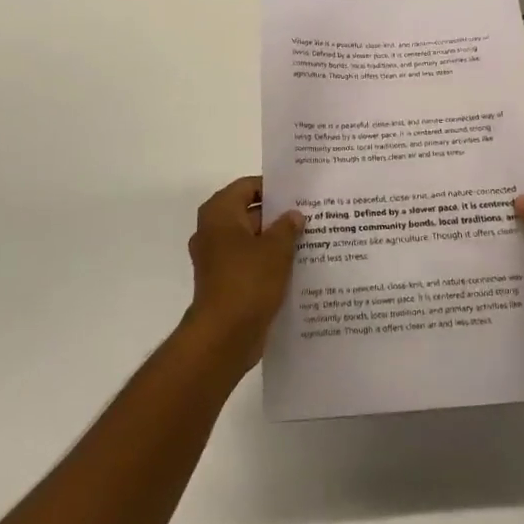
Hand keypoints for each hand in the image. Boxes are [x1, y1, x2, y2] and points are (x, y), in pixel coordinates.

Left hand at [184, 176, 302, 371]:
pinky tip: (296, 267)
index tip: (300, 193)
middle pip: (249, 212)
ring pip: (251, 240)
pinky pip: (249, 262)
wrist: (224, 337)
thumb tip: (294, 215)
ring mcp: (217, 258)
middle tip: (311, 216)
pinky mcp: (224, 282)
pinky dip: (268, 262)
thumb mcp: (275, 249)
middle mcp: (213, 231)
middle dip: (278, 215)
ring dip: (275, 241)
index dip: (274, 188)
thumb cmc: (248, 282)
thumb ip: (287, 227)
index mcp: (219, 213)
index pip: (248, 186)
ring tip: (310, 240)